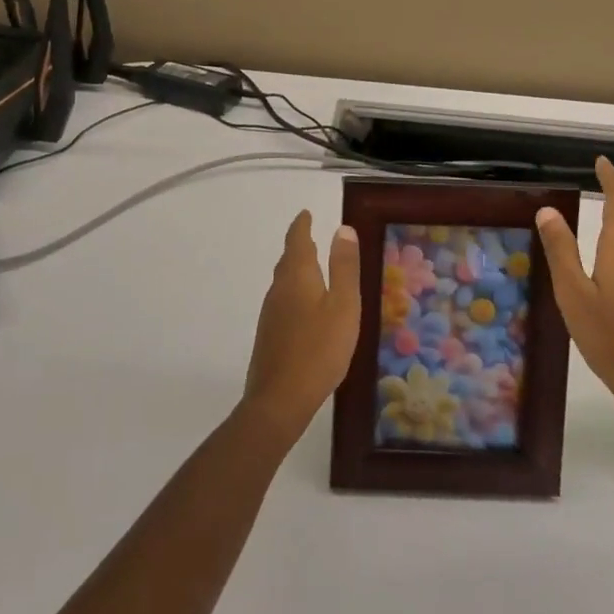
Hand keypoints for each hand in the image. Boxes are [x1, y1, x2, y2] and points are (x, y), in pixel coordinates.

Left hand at [241, 211, 361, 442]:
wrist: (279, 400)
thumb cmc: (319, 349)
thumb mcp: (343, 306)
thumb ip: (344, 268)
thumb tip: (342, 228)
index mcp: (297, 277)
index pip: (297, 241)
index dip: (302, 226)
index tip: (306, 213)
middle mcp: (278, 290)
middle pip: (287, 261)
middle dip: (299, 246)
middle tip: (310, 236)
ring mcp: (270, 314)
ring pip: (283, 282)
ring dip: (296, 269)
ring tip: (311, 267)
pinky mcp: (269, 336)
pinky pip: (282, 302)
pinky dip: (294, 292)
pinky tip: (304, 308)